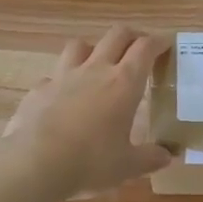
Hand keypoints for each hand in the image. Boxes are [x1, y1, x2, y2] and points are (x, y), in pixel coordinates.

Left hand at [0, 25, 172, 195]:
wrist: (34, 162)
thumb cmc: (90, 162)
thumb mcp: (127, 165)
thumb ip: (150, 158)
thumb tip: (168, 155)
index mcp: (124, 83)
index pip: (145, 48)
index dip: (158, 41)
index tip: (167, 43)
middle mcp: (95, 70)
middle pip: (116, 35)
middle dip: (131, 35)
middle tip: (139, 47)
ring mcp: (63, 76)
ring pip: (80, 45)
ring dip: (94, 48)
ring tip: (98, 63)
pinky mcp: (39, 89)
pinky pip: (54, 75)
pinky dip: (63, 80)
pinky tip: (64, 96)